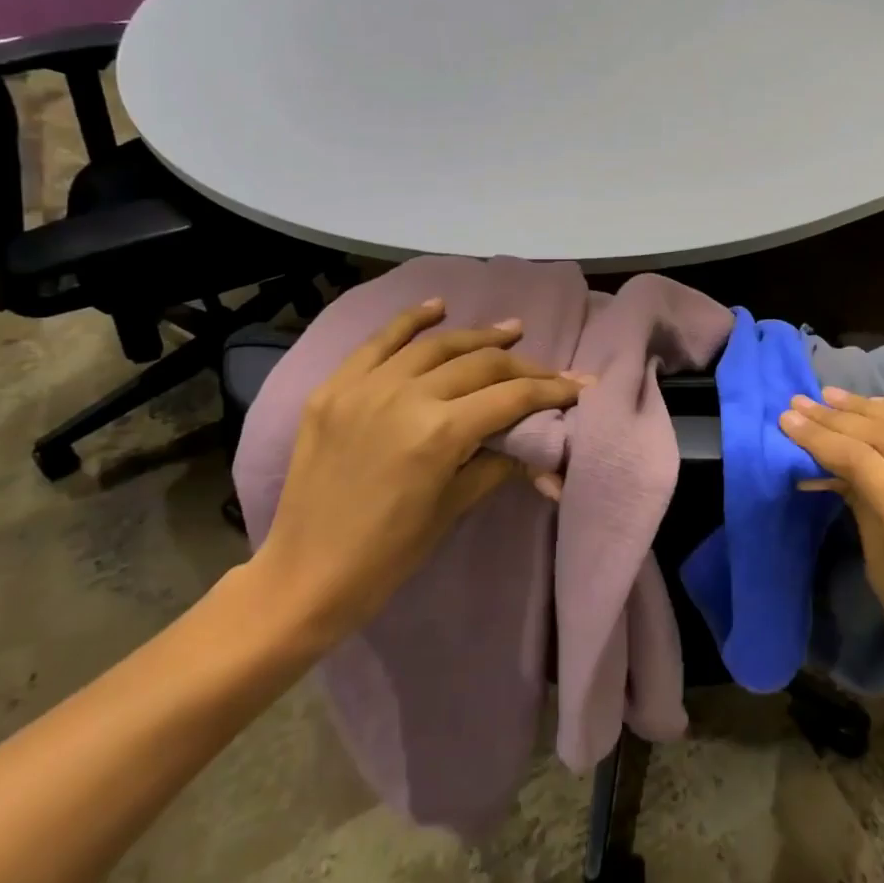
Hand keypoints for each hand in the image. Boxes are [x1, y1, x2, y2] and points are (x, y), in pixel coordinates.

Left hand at [251, 299, 586, 647]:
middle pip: (479, 365)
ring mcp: (364, 387)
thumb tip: (537, 444)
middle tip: (550, 369)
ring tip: (511, 329)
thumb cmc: (388, 555)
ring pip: (435, 346)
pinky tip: (438, 306)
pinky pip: (377, 343)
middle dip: (524, 365)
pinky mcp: (334, 389)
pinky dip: (410, 321)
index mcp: (439, 434)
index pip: (510, 397)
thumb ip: (498, 463)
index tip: (579, 386)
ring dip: (478, 336)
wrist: (304, 576)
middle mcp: (404, 397)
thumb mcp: (453, 509)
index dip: (551, 389)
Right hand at [781, 388, 883, 719]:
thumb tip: (826, 457)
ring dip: (874, 406)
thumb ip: (860, 504)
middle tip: (803, 402)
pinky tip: (881, 403)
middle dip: (842, 418)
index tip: (788, 419)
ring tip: (834, 397)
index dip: (824, 438)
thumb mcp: (881, 573)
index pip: (869, 465)